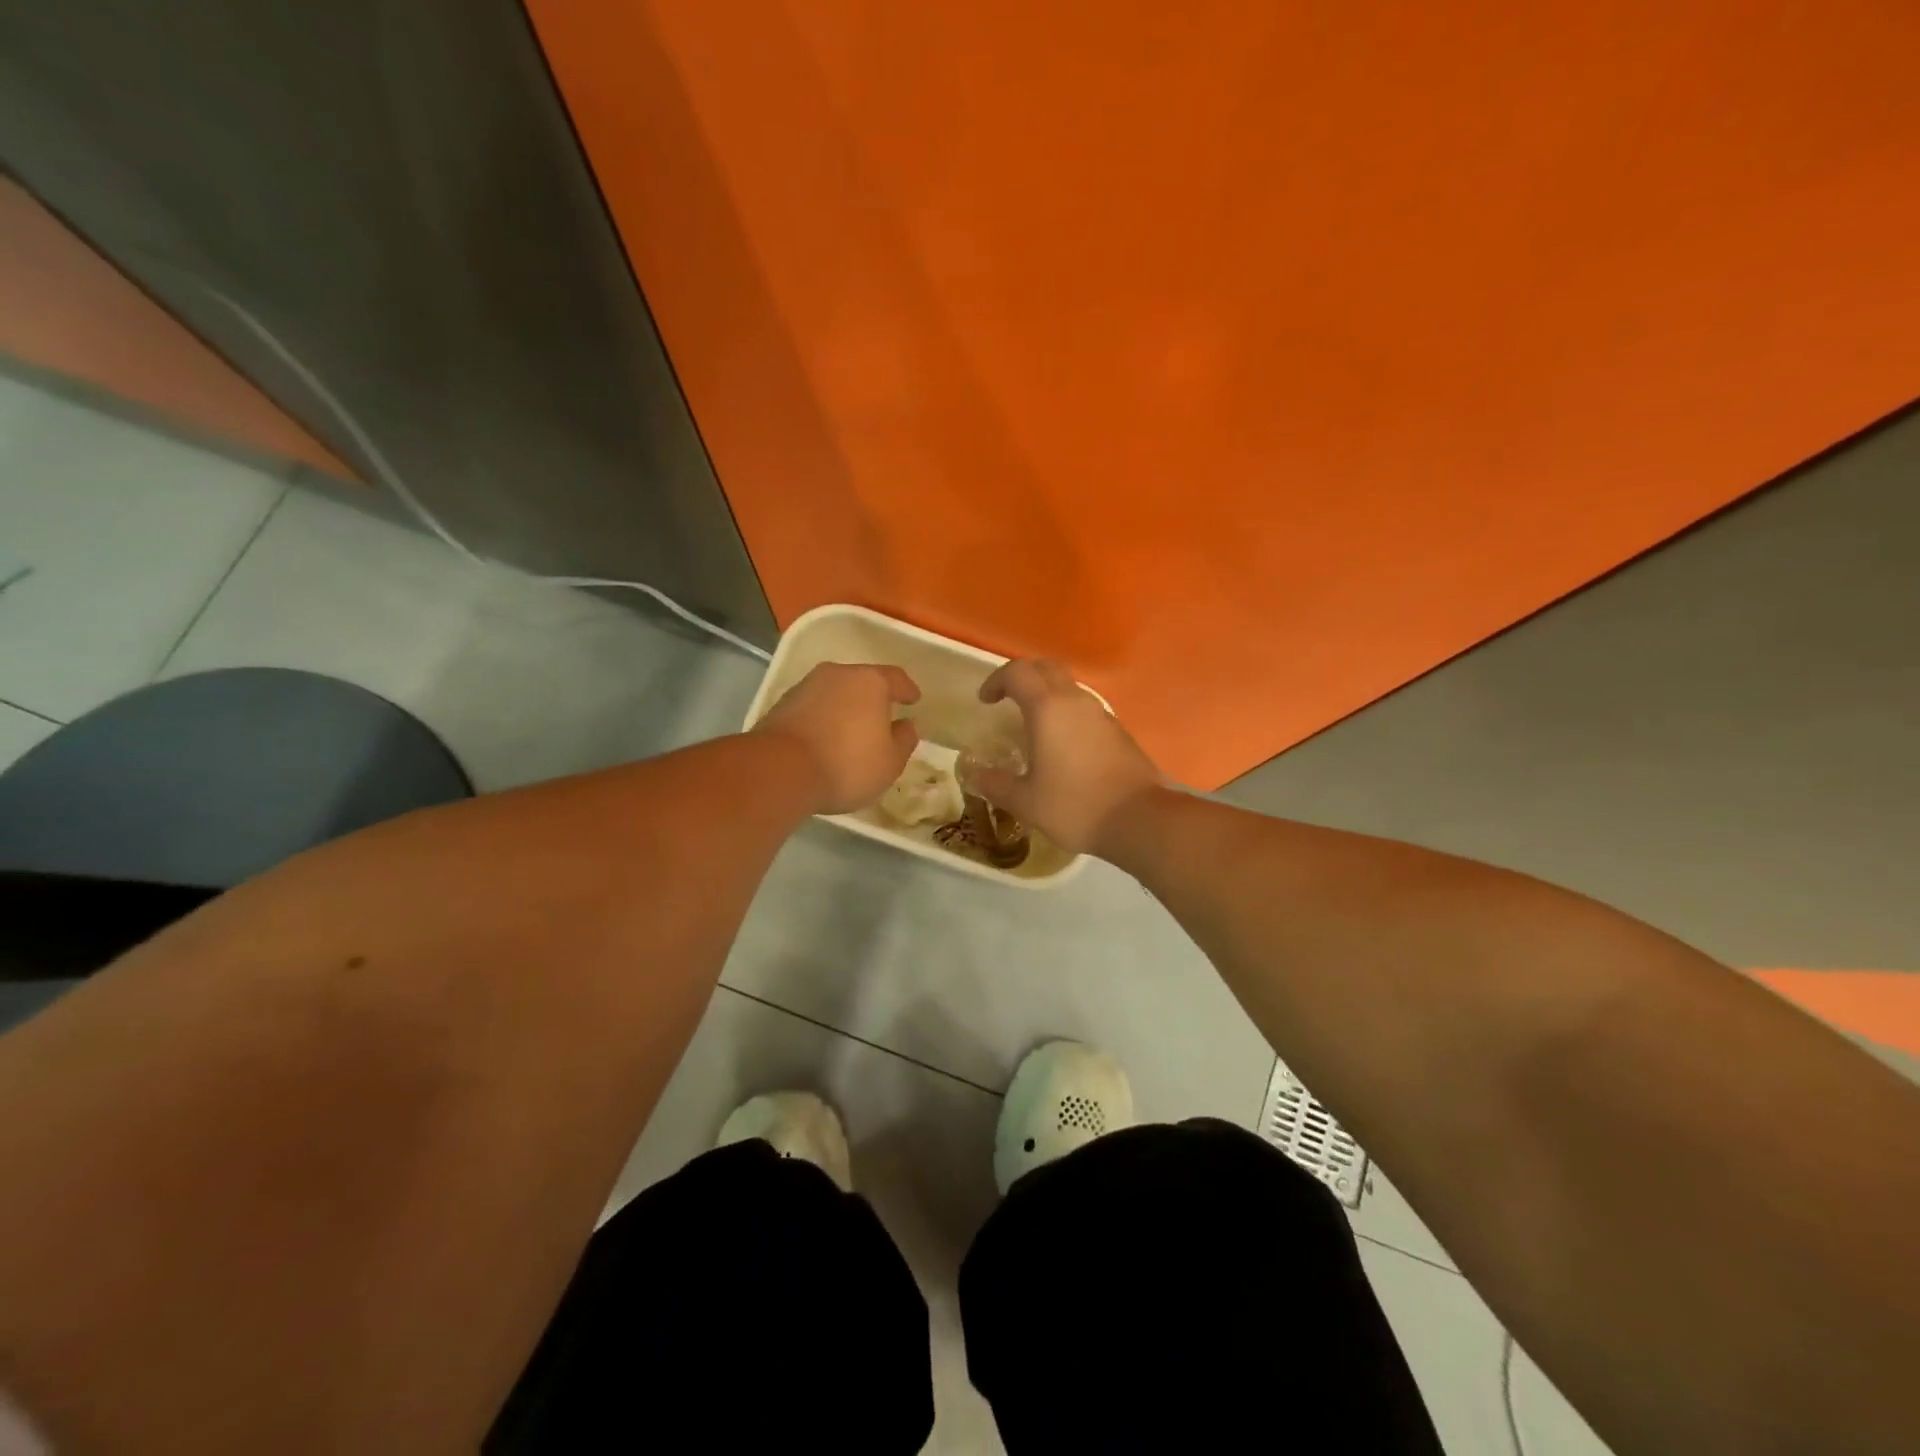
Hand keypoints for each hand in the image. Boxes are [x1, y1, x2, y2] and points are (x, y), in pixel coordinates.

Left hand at [753, 663, 921, 813]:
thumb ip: (904, 740)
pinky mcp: (781, 705)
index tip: (913, 700)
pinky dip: (823, 719)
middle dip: (873, 699)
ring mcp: (805, 687)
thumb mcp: (890, 762)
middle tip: (882, 718)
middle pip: (862, 682)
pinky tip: (825, 739)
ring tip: (851, 732)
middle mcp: (837, 675)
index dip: (907, 690)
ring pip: (834, 694)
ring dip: (845, 709)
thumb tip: (906, 726)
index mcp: (870, 682)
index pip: (896, 678)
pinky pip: (813, 708)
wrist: (779, 771)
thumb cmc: (847, 764)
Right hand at [964, 659, 1163, 854]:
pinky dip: (1066, 712)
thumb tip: (975, 776)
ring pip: (1069, 686)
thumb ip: (996, 784)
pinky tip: (1061, 745)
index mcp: (1048, 709)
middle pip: (1046, 668)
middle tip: (1007, 698)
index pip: (1017, 672)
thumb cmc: (1075, 806)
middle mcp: (1075, 701)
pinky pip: (1085, 708)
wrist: (1140, 820)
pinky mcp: (1118, 731)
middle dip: (1023, 676)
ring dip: (1047, 694)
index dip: (996, 680)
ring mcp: (1101, 714)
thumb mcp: (1025, 802)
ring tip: (1032, 723)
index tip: (985, 701)